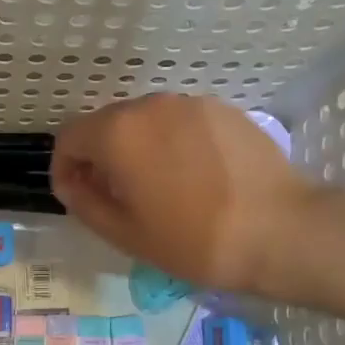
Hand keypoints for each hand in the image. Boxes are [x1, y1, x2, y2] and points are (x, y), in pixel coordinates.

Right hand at [51, 94, 314, 294]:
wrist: (279, 230)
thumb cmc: (193, 240)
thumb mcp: (124, 234)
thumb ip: (84, 202)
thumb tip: (71, 182)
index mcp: (118, 133)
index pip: (69, 137)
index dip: (64, 168)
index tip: (78, 197)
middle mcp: (150, 106)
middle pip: (106, 125)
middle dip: (100, 158)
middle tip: (118, 198)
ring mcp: (190, 104)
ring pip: (144, 122)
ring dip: (137, 149)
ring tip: (159, 190)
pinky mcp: (223, 110)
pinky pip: (179, 123)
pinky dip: (172, 144)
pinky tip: (194, 179)